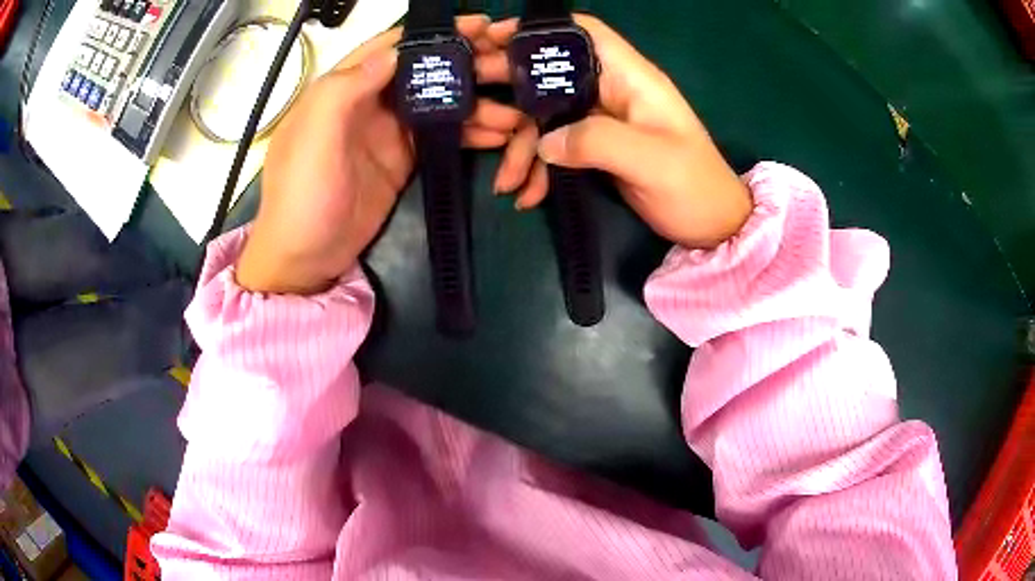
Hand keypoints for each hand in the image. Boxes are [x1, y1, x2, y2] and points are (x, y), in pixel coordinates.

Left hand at [237, 16, 525, 294]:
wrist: (305, 259)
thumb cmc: (302, 195)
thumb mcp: (314, 136)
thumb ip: (348, 87)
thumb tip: (395, 50)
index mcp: (344, 86)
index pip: (394, 45)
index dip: (435, 32)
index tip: (481, 25)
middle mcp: (369, 100)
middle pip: (424, 68)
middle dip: (467, 61)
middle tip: (511, 61)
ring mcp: (390, 129)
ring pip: (440, 100)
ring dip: (478, 101)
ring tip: (517, 109)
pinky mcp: (405, 158)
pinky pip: (444, 134)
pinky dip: (472, 131)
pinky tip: (500, 133)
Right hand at [484, 16, 752, 248]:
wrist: (710, 226)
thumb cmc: (693, 187)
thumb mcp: (651, 162)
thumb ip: (597, 142)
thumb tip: (544, 142)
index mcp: (630, 78)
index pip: (583, 33)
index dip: (539, 30)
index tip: (493, 38)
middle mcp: (610, 90)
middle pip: (550, 71)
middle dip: (508, 85)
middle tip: (470, 105)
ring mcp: (600, 119)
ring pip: (545, 114)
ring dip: (519, 145)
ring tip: (505, 181)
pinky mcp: (594, 147)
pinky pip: (554, 146)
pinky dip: (536, 167)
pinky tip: (526, 193)